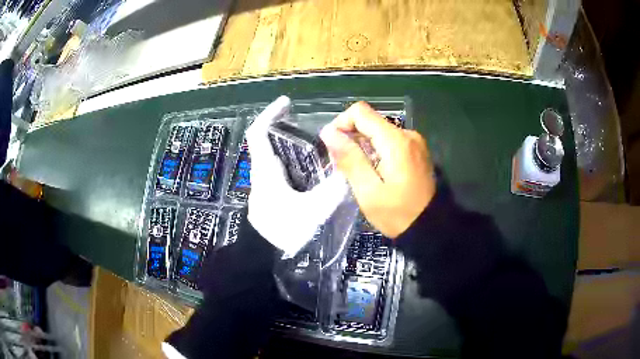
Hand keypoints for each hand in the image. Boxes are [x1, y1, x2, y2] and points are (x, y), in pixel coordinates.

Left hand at [246, 96, 349, 255]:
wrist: (265, 259)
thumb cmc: (285, 234)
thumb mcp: (315, 210)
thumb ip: (334, 188)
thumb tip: (351, 168)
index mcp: (265, 172)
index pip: (257, 133)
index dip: (270, 113)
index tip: (287, 102)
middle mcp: (260, 175)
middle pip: (267, 142)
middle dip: (286, 128)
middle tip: (312, 124)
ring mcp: (262, 187)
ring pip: (274, 158)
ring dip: (291, 147)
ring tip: (316, 146)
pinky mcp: (267, 197)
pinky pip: (278, 172)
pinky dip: (292, 164)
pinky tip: (310, 171)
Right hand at [320, 102, 435, 237]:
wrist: (431, 227)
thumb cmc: (397, 214)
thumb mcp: (368, 191)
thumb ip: (350, 158)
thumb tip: (328, 132)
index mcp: (396, 141)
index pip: (360, 112)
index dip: (341, 123)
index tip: (334, 147)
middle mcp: (407, 134)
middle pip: (370, 121)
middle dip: (351, 138)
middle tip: (344, 167)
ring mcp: (414, 142)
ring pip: (378, 131)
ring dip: (363, 146)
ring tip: (359, 173)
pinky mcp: (416, 150)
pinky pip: (390, 141)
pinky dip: (376, 151)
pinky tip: (374, 172)